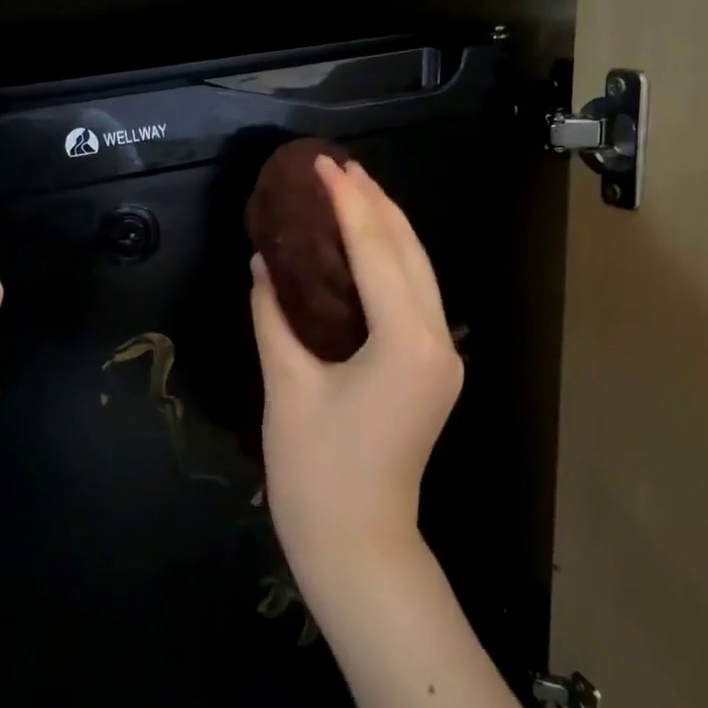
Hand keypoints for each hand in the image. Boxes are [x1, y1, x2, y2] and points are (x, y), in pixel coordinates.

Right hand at [250, 158, 462, 597]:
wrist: (357, 544)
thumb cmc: (315, 472)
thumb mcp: (286, 386)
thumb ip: (274, 315)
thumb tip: (264, 262)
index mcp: (407, 341)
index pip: (376, 252)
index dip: (347, 203)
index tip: (321, 164)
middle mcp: (438, 340)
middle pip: (409, 253)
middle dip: (376, 205)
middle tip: (337, 167)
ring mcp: (442, 357)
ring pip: (420, 273)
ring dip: (388, 230)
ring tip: (353, 192)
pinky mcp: (433, 370)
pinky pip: (416, 299)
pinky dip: (391, 265)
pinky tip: (365, 248)